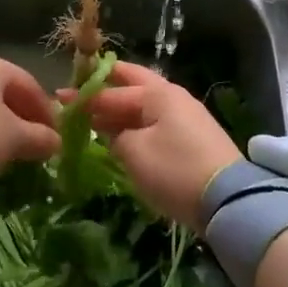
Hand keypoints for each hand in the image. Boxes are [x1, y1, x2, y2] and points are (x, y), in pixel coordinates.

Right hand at [80, 62, 241, 228]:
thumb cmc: (175, 170)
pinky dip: (136, 125)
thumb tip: (113, 132)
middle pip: (134, 86)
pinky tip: (123, 137)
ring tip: (96, 118)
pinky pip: (156, 123)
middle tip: (81, 94)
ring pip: (146, 106)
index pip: (113, 90)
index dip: (84, 96)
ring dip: (121, 110)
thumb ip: (115, 137)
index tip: (59, 97)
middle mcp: (174, 97)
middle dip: (107, 88)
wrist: (228, 200)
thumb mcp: (135, 153)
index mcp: (158, 94)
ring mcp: (187, 116)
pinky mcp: (194, 138)